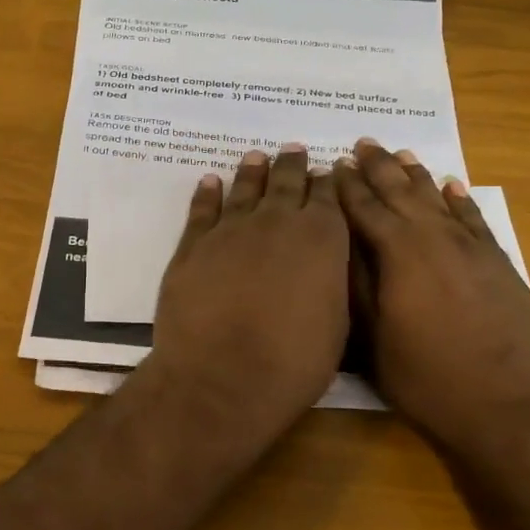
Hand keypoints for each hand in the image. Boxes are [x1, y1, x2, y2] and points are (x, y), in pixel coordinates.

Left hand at [145, 145, 349, 458]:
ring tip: (257, 157)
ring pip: (245, 189)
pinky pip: (202, 210)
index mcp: (322, 238)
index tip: (326, 172)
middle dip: (293, 166)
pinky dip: (207, 193)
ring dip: (253, 171)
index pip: (328, 198)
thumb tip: (325, 264)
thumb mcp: (336, 324)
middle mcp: (277, 222)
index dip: (327, 184)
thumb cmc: (293, 363)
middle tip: (293, 151)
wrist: (222, 378)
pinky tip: (210, 182)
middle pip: (287, 183)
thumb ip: (331, 282)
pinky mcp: (193, 246)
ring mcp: (231, 230)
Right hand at [334, 139, 529, 455]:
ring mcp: (471, 248)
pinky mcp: (498, 262)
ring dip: (416, 176)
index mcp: (399, 254)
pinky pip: (474, 218)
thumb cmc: (427, 379)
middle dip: (378, 168)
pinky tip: (451, 185)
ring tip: (400, 154)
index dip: (346, 186)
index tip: (331, 164)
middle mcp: (435, 238)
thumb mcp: (373, 340)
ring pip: (437, 199)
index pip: (364, 209)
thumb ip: (356, 286)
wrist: (510, 407)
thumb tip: (338, 243)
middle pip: (401, 193)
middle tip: (362, 144)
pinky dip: (460, 199)